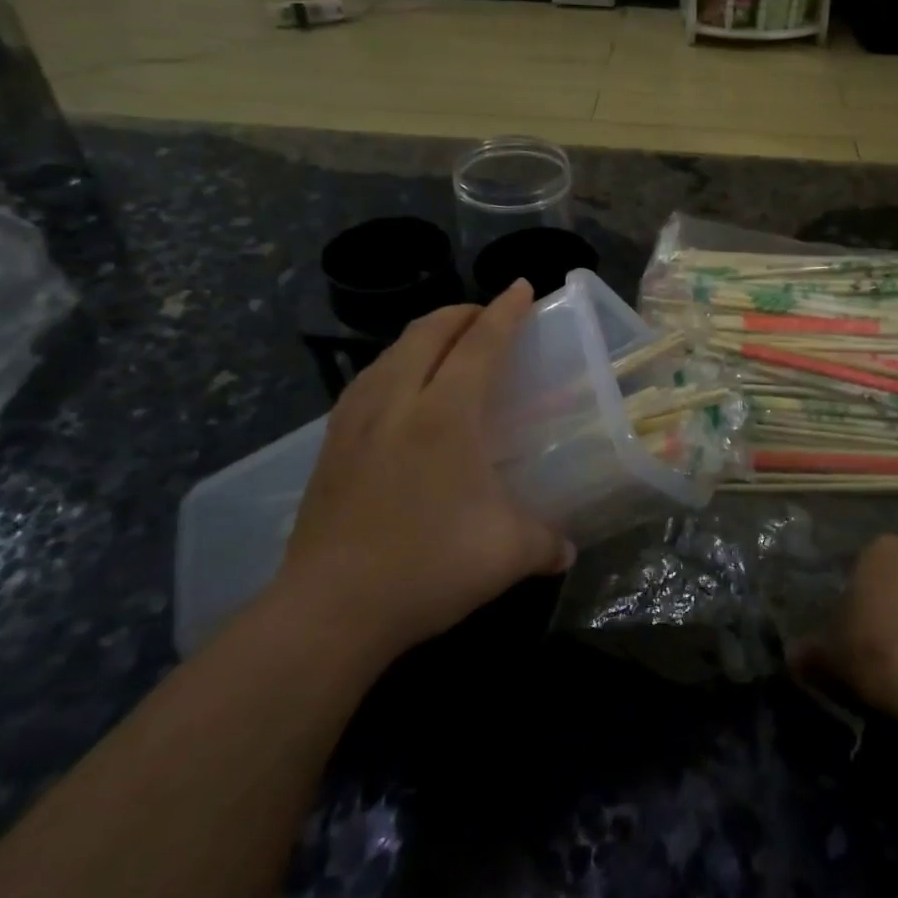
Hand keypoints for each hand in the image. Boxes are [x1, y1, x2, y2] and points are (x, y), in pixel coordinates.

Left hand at [283, 281, 571, 655]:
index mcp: (445, 415)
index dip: (505, 312)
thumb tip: (567, 549)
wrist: (329, 608)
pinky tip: (399, 392)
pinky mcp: (330, 445)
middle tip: (488, 316)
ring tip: (446, 347)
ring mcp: (355, 421)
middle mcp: (397, 402)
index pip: (480, 344)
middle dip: (461, 313)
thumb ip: (546, 542)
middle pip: (427, 333)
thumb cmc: (427, 567)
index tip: (521, 288)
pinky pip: (367, 381)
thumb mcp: (506, 554)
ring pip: (391, 352)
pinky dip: (393, 365)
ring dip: (423, 336)